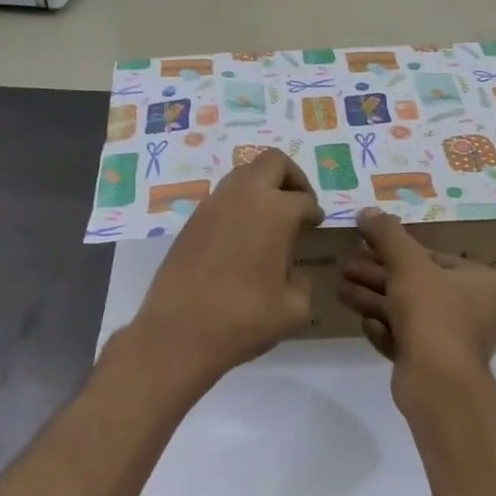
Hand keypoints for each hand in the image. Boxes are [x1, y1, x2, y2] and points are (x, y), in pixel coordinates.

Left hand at [130, 150, 323, 387]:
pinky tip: (241, 239)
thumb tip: (289, 271)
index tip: (316, 224)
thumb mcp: (294, 308)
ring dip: (261, 188)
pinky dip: (238, 207)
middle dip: (291, 177)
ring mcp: (212, 206)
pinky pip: (222, 199)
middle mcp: (243, 197)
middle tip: (298, 204)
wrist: (179, 333)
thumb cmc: (244, 319)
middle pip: (273, 162)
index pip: (304, 200)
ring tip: (269, 222)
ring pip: (243, 175)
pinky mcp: (190, 222)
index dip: (314, 212)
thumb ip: (301, 281)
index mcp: (276, 211)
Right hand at [338, 209, 495, 377]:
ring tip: (341, 290)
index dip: (396, 250)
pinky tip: (364, 324)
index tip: (365, 246)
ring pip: (408, 312)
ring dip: (374, 300)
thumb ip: (388, 235)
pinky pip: (407, 339)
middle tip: (346, 267)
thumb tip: (367, 211)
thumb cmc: (432, 313)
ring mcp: (455, 340)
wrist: (438, 383)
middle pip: (417, 284)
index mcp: (482, 282)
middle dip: (378, 276)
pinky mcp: (435, 364)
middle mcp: (475, 309)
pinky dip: (385, 330)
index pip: (434, 256)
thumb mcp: (408, 264)